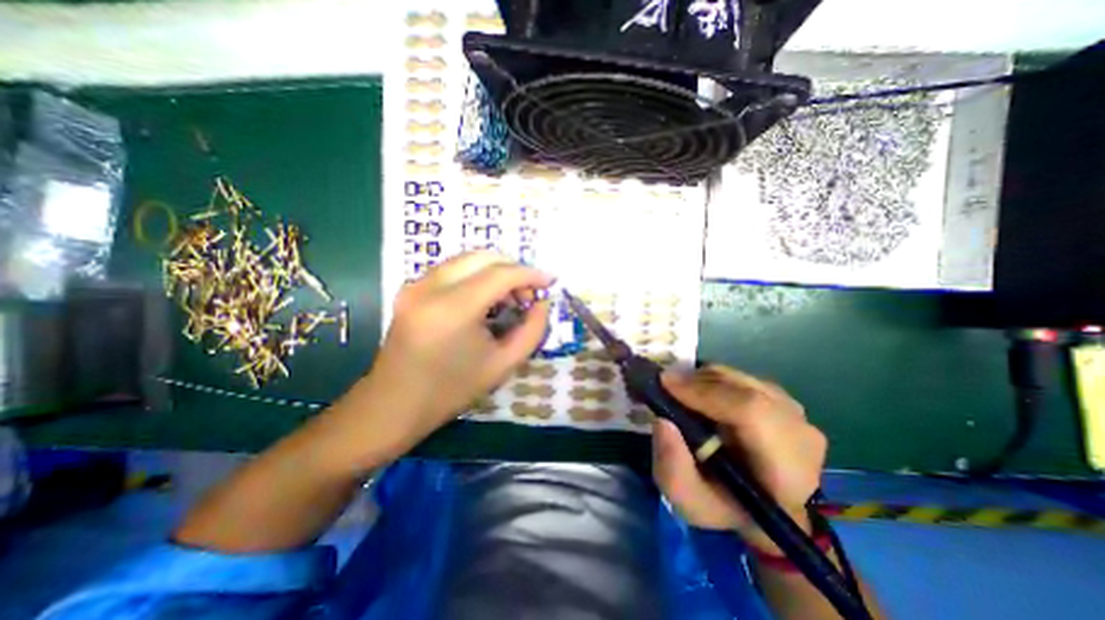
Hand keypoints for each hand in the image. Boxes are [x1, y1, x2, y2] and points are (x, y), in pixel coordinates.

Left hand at [341, 251, 552, 460]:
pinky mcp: (409, 288)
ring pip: (467, 259)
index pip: (501, 274)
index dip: (530, 274)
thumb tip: (543, 302)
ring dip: (494, 271)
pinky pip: (452, 268)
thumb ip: (532, 330)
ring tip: (508, 298)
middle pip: (483, 257)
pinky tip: (484, 298)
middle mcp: (430, 287)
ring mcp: (415, 284)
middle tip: (528, 293)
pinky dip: (475, 275)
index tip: (549, 281)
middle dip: (513, 269)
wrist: (394, 405)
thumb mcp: (504, 364)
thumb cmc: (452, 390)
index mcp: (453, 309)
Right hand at [650, 363, 823, 550]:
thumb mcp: (689, 502)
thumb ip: (672, 470)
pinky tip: (699, 396)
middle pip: (743, 389)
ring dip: (702, 380)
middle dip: (697, 382)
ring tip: (680, 394)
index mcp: (787, 470)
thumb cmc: (724, 506)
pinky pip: (739, 377)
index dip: (706, 392)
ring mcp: (793, 411)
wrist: (759, 502)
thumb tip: (662, 421)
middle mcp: (800, 433)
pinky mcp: (781, 397)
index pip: (752, 413)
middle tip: (665, 386)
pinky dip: (712, 379)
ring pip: (739, 378)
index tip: (666, 385)